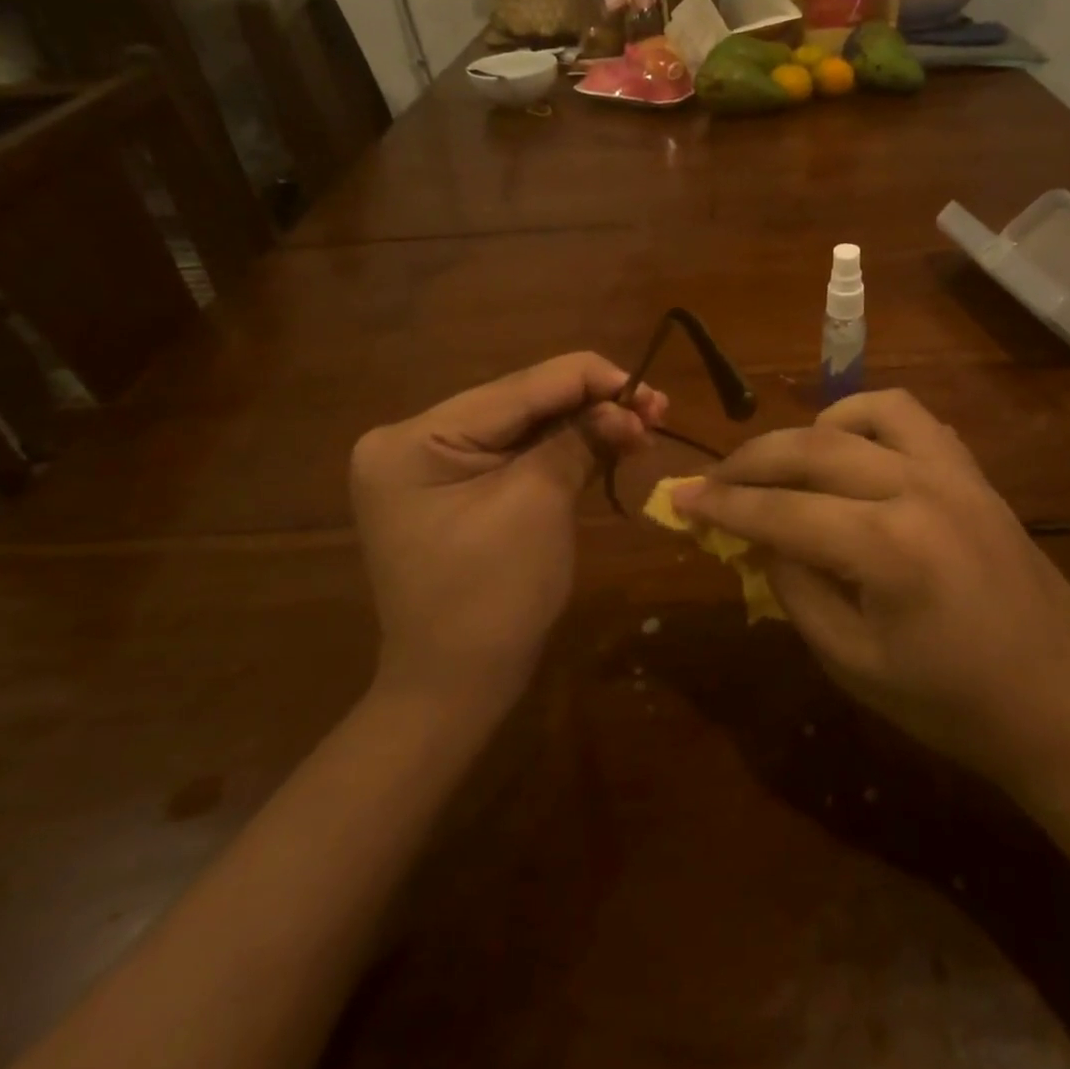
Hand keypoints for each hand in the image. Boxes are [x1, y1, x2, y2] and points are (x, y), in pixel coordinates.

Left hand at [350, 353, 665, 724]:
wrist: (454, 688)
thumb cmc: (492, 599)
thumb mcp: (538, 505)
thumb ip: (579, 440)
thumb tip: (628, 404)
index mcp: (415, 439)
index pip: (517, 388)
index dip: (589, 380)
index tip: (649, 389)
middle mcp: (413, 438)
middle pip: (520, 402)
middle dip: (591, 404)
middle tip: (657, 408)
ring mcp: (430, 463)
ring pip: (523, 425)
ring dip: (584, 424)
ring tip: (643, 424)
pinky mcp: (453, 485)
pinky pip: (515, 453)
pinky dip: (563, 448)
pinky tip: (607, 441)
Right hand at [672, 390, 1069, 807]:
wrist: (1064, 705)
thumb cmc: (953, 704)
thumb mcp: (853, 662)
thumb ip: (797, 590)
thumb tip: (760, 538)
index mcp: (888, 548)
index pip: (780, 512)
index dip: (722, 506)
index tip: (678, 498)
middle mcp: (918, 489)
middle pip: (811, 449)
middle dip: (750, 461)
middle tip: (713, 479)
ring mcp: (953, 472)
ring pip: (863, 413)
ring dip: (810, 431)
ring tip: (786, 464)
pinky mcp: (973, 472)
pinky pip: (910, 418)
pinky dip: (865, 421)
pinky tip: (851, 452)